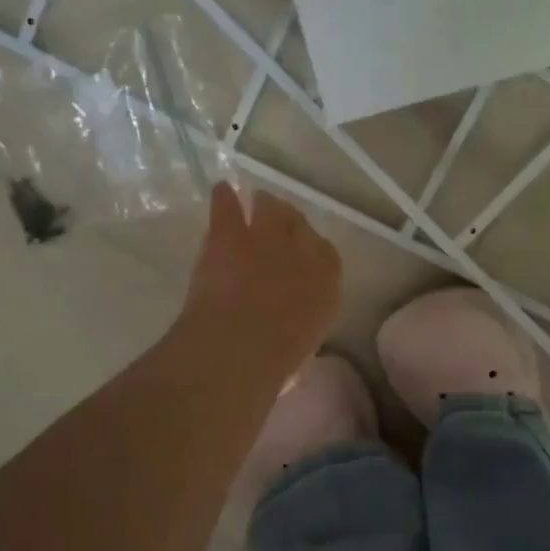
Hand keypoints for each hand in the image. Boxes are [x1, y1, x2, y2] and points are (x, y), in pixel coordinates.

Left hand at [179, 184, 340, 380]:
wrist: (240, 346)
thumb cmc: (276, 361)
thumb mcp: (303, 345)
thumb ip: (302, 325)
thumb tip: (293, 328)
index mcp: (327, 284)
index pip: (326, 256)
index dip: (311, 251)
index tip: (302, 254)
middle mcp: (303, 252)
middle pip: (300, 225)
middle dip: (291, 223)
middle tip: (280, 222)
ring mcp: (266, 237)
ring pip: (269, 209)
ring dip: (264, 205)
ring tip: (259, 201)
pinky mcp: (229, 235)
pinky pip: (228, 207)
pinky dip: (224, 198)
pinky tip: (221, 189)